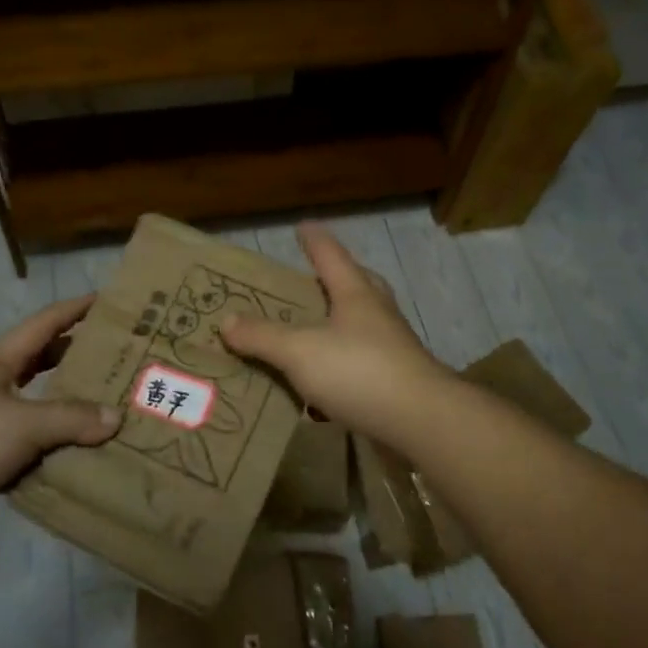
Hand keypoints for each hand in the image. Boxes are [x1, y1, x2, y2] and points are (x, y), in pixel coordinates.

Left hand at [0, 295, 121, 534]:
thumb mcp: (22, 423)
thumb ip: (70, 418)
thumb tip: (116, 417)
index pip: (44, 325)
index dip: (74, 309)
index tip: (106, 300)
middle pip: (40, 364)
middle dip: (75, 358)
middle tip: (117, 360)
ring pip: (34, 408)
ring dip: (65, 410)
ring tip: (107, 410)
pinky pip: (24, 448)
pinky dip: (48, 450)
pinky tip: (74, 458)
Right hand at [219, 222, 450, 444]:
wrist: (421, 421)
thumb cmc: (359, 372)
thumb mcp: (300, 351)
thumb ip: (262, 336)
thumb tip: (227, 320)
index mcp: (356, 294)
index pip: (331, 256)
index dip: (314, 240)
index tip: (303, 226)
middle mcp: (377, 314)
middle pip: (357, 284)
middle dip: (334, 278)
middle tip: (311, 279)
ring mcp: (391, 347)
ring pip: (362, 322)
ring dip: (339, 321)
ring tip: (313, 329)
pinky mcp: (396, 379)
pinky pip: (363, 360)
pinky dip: (343, 361)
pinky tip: (325, 381)